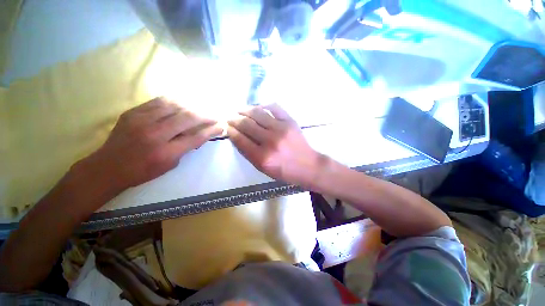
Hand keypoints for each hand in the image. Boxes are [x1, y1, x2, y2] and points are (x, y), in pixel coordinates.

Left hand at [81, 97, 221, 189]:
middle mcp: (155, 134)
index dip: (211, 130)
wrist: (108, 166)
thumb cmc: (142, 171)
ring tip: (200, 109)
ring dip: (192, 107)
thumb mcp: (170, 165)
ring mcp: (142, 120)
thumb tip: (200, 135)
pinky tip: (183, 103)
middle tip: (214, 116)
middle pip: (187, 118)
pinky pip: (159, 101)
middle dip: (205, 116)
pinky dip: (175, 101)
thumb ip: (186, 148)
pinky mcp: (133, 112)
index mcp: (165, 152)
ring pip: (175, 106)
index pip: (195, 137)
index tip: (221, 126)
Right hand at [228, 104, 322, 185]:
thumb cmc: (284, 171)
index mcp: (262, 157)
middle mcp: (270, 141)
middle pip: (246, 124)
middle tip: (230, 117)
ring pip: (257, 113)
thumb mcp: (263, 168)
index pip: (240, 139)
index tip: (226, 126)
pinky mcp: (290, 121)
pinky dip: (263, 105)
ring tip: (240, 110)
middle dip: (234, 119)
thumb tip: (235, 136)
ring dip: (245, 110)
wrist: (308, 165)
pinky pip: (273, 107)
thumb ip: (248, 153)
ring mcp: (281, 129)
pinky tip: (258, 108)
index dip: (230, 131)